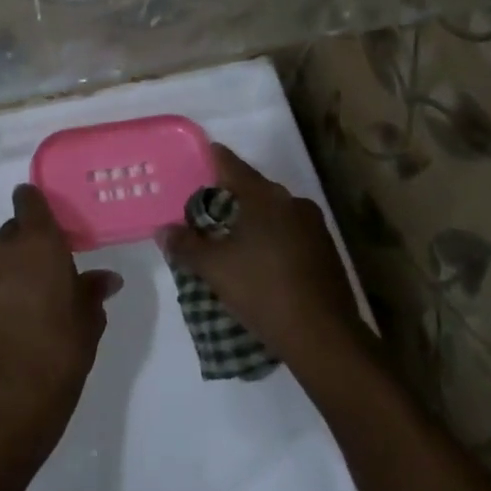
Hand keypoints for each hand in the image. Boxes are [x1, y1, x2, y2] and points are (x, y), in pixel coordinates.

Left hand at [0, 184, 120, 472]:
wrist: (6, 402)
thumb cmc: (59, 352)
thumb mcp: (88, 321)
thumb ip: (93, 291)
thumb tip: (107, 279)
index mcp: (38, 244)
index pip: (29, 200)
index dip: (35, 203)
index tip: (48, 219)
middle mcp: (2, 251)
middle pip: (12, 232)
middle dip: (27, 244)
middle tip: (47, 271)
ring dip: (9, 271)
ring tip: (27, 302)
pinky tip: (6, 324)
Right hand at [158, 144, 373, 382]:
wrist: (323, 336)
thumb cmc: (262, 290)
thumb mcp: (214, 269)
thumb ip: (186, 245)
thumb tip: (164, 230)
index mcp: (265, 197)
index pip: (232, 165)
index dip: (214, 158)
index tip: (202, 154)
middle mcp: (293, 202)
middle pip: (254, 190)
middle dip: (231, 197)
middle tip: (206, 209)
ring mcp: (315, 226)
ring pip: (275, 213)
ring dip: (253, 220)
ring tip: (230, 238)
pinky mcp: (326, 251)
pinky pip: (291, 233)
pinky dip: (272, 239)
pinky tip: (260, 260)